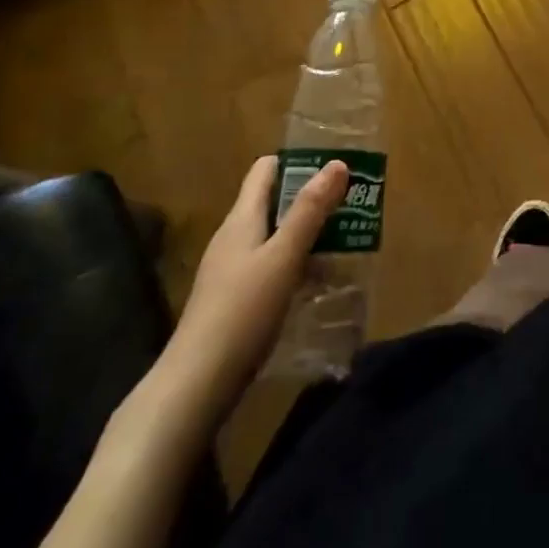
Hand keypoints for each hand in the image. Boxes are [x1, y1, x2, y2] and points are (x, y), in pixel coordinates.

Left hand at [161, 155, 349, 419]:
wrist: (196, 386)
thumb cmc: (242, 311)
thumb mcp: (283, 257)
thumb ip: (310, 211)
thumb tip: (336, 163)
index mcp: (242, 218)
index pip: (266, 170)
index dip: (298, 161)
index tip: (334, 165)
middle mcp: (235, 237)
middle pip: (275, 203)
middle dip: (312, 200)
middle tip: (353, 203)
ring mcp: (233, 270)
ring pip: (277, 237)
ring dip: (309, 234)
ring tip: (348, 240)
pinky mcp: (236, 301)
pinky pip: (273, 267)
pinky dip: (298, 265)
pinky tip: (321, 283)